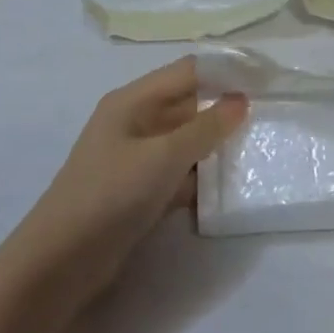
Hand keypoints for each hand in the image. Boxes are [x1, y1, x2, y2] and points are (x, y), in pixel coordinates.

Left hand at [7, 59, 246, 306]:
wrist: (61, 261)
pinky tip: (230, 189)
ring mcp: (137, 159)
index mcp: (133, 101)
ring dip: (216, 146)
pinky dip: (201, 178)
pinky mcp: (141, 191)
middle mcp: (135, 122)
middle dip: (226, 110)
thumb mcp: (163, 156)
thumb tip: (241, 99)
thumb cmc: (111, 194)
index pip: (188, 71)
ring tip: (259, 150)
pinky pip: (179, 174)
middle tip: (271, 118)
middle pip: (189, 105)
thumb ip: (206, 127)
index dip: (226, 71)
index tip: (267, 79)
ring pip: (187, 142)